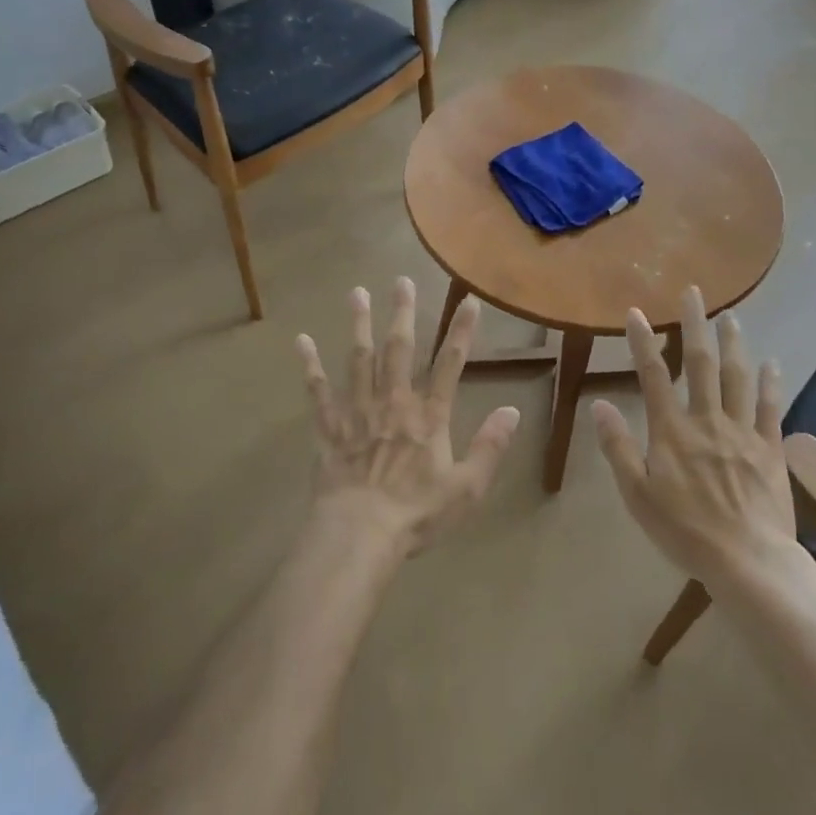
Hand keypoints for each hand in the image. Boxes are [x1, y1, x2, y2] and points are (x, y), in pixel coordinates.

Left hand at [296, 278, 520, 557]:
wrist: (360, 534)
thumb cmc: (417, 514)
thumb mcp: (467, 488)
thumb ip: (490, 447)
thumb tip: (513, 411)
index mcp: (428, 416)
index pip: (450, 365)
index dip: (461, 332)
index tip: (469, 301)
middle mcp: (394, 402)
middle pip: (399, 349)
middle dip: (402, 313)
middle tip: (401, 280)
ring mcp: (358, 410)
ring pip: (359, 358)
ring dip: (359, 324)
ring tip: (357, 292)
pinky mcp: (330, 426)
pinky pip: (318, 390)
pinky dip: (310, 365)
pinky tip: (302, 340)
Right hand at [593, 286, 794, 586]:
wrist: (749, 562)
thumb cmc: (685, 531)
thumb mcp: (637, 495)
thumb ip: (618, 447)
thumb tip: (599, 404)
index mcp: (672, 430)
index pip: (653, 375)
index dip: (643, 341)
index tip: (636, 312)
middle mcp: (707, 419)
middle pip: (700, 363)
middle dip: (694, 325)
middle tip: (694, 293)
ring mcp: (742, 432)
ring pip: (737, 377)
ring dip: (733, 343)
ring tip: (730, 316)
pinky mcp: (770, 449)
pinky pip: (771, 408)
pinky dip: (771, 383)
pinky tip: (771, 363)